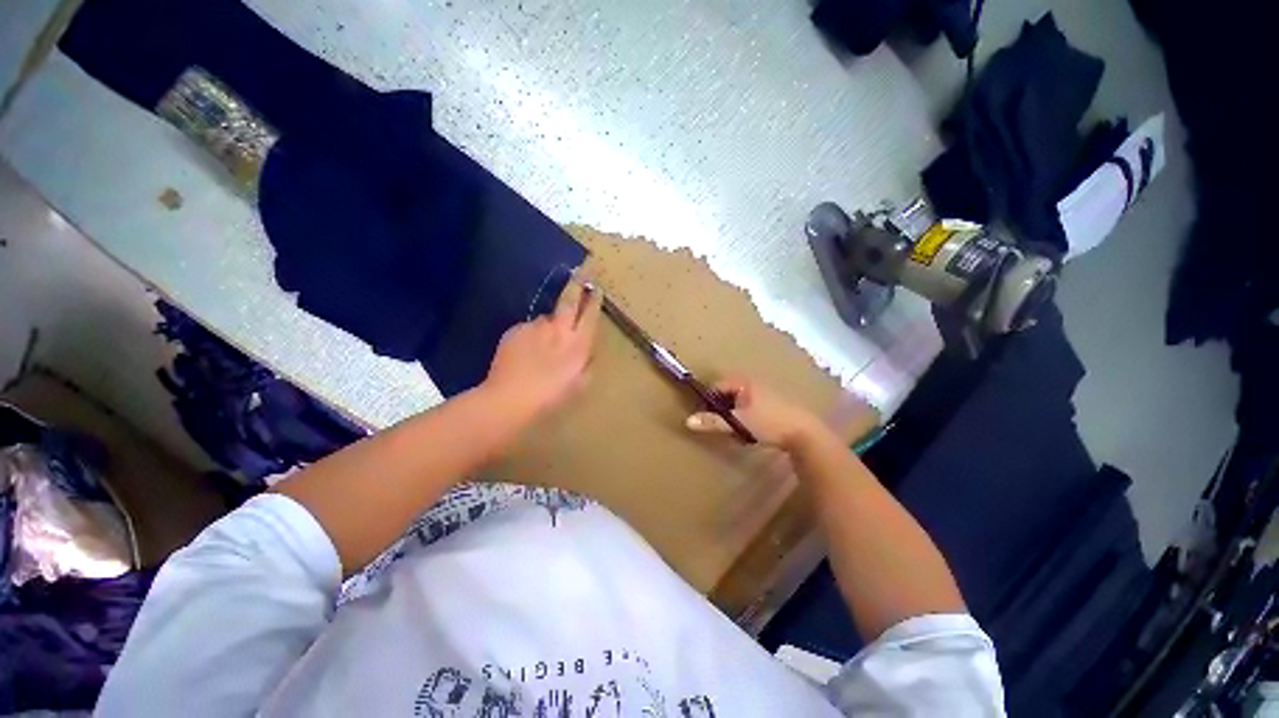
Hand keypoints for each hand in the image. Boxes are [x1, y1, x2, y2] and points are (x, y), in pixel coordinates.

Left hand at [482, 278, 602, 419]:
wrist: (510, 398)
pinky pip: (527, 329)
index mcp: (578, 343)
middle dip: (577, 283)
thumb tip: (588, 351)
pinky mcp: (516, 330)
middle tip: (581, 271)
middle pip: (570, 300)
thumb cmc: (550, 397)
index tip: (596, 288)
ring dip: (548, 325)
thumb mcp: (579, 385)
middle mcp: (559, 329)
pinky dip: (529, 337)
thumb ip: (587, 364)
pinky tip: (524, 354)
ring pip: (546, 318)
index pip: (590, 315)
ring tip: (541, 346)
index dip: (594, 300)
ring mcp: (535, 327)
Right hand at [685, 375, 827, 451]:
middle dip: (722, 408)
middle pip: (729, 393)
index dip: (709, 399)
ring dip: (735, 414)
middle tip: (720, 423)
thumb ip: (713, 422)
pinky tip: (750, 432)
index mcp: (744, 383)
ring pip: (741, 402)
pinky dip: (746, 417)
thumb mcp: (738, 422)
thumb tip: (688, 421)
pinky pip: (752, 408)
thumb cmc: (769, 422)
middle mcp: (754, 384)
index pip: (718, 385)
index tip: (705, 415)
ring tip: (735, 430)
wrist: (805, 433)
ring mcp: (766, 394)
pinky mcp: (775, 406)